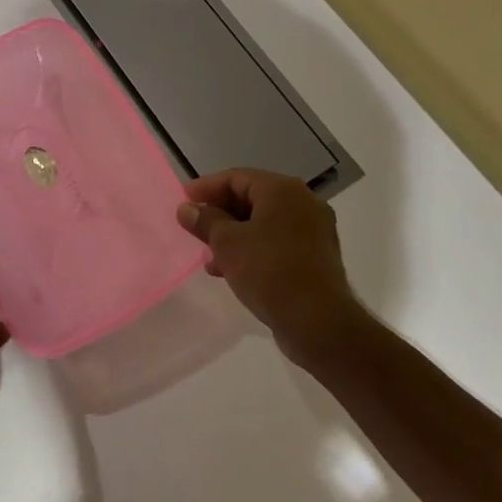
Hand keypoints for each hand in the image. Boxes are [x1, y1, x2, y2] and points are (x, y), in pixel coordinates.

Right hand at [177, 168, 363, 364]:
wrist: (319, 323)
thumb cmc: (269, 271)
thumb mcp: (227, 243)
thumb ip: (205, 221)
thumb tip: (187, 209)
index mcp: (283, 190)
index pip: (236, 177)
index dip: (205, 188)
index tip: (182, 201)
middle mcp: (302, 203)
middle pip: (250, 198)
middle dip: (218, 213)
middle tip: (193, 227)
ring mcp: (312, 231)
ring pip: (262, 223)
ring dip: (232, 234)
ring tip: (208, 254)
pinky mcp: (314, 257)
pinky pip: (275, 243)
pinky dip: (251, 249)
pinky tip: (229, 270)